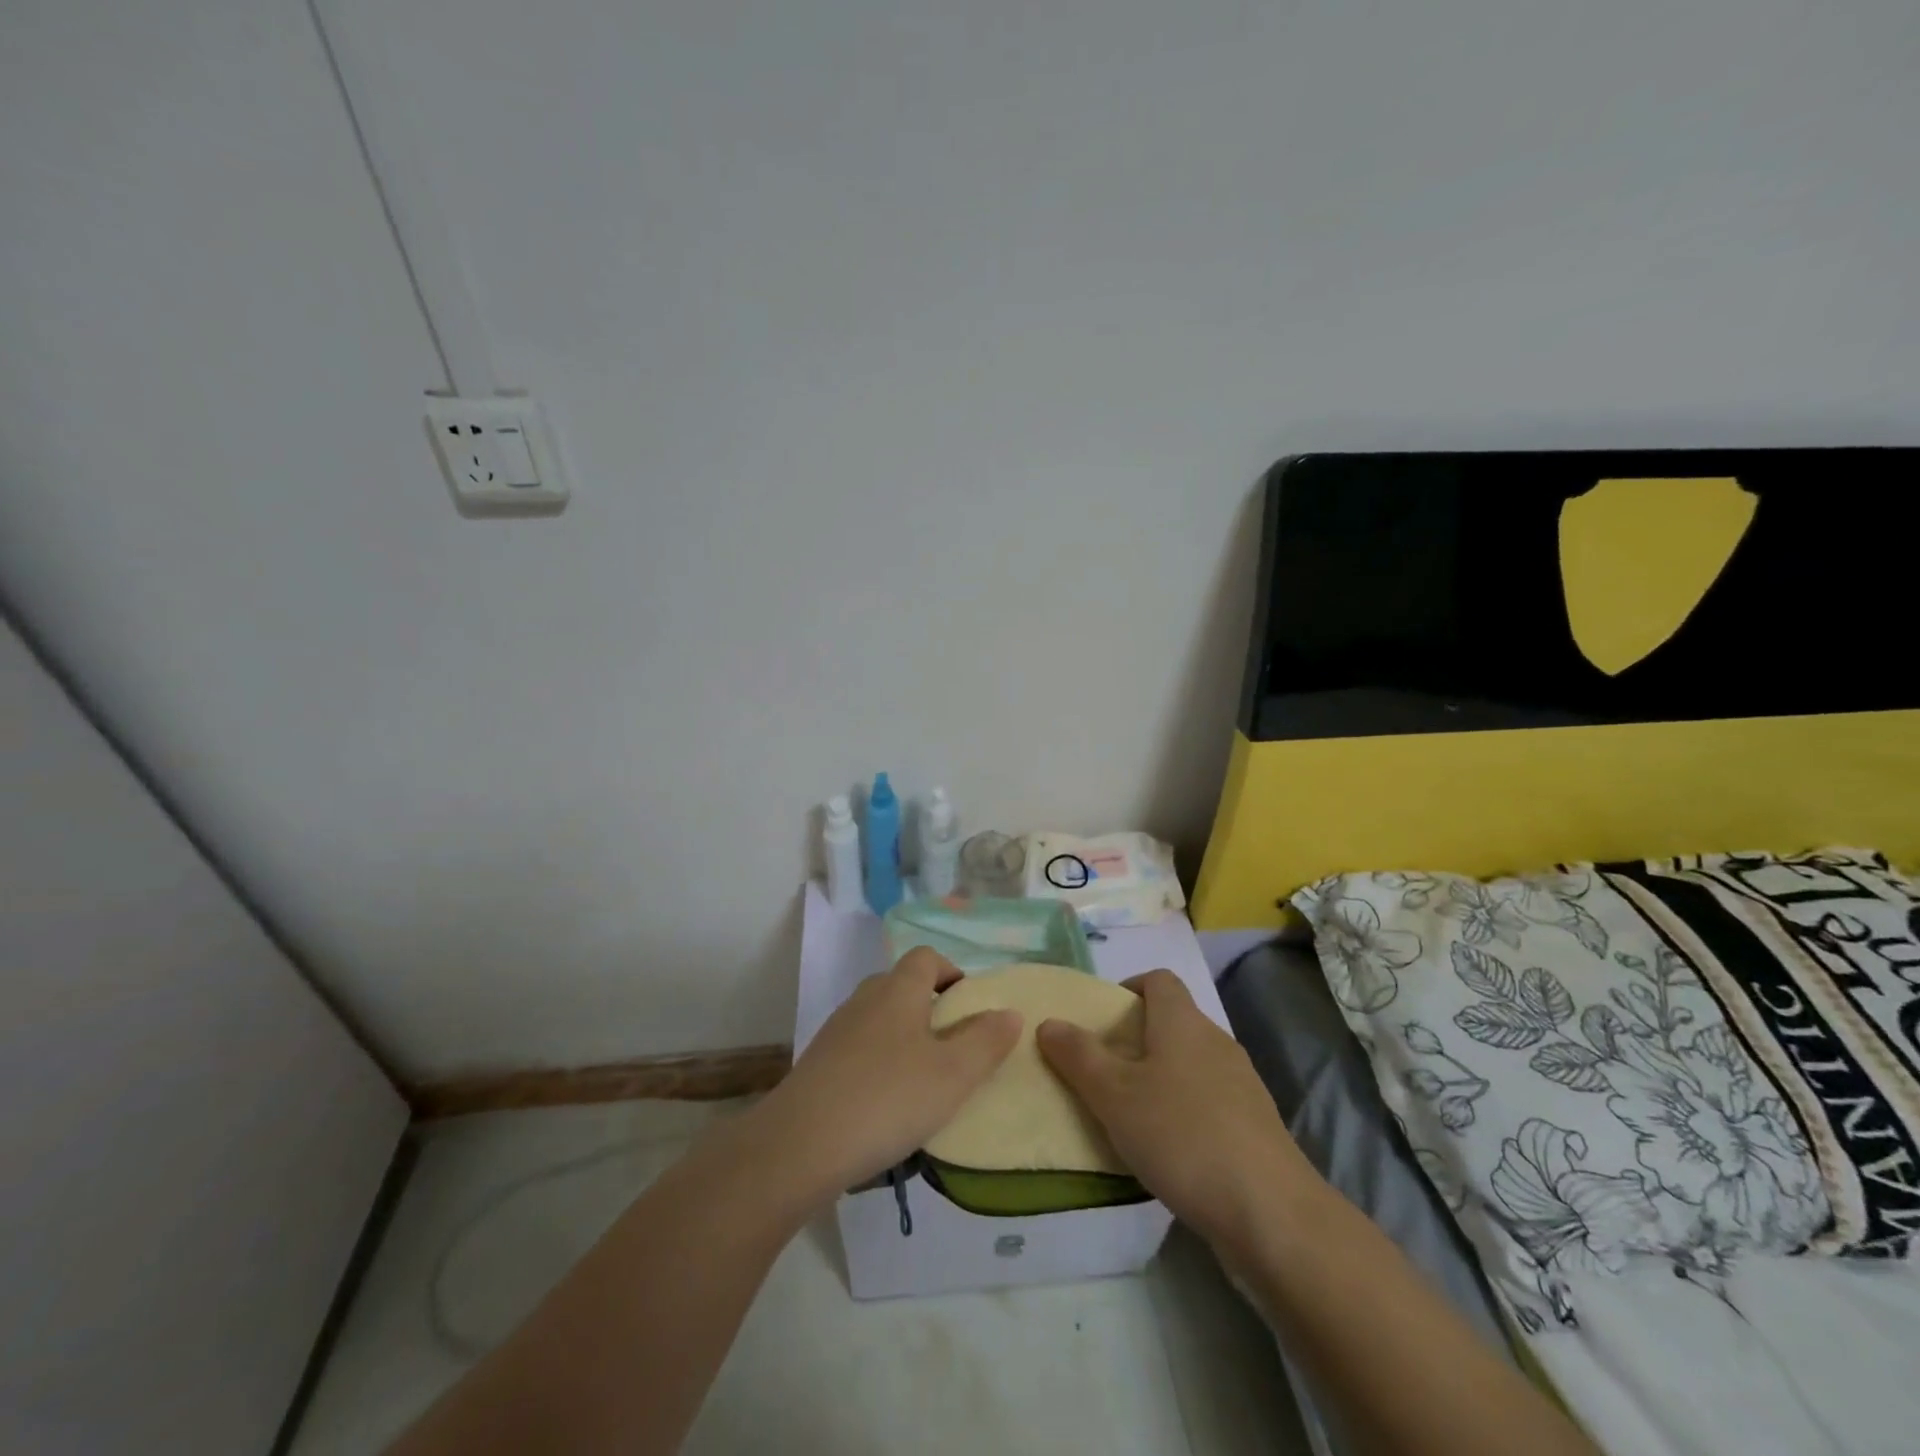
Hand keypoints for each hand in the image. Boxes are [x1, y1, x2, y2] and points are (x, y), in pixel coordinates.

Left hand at [758, 948, 1021, 1200]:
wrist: (800, 1145)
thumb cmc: (888, 1099)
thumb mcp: (953, 1074)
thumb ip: (986, 1041)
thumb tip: (1009, 1012)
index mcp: (898, 989)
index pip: (927, 957)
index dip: (951, 972)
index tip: (970, 1007)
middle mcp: (865, 999)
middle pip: (902, 986)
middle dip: (931, 1008)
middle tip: (954, 1048)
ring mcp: (837, 1031)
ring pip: (880, 1020)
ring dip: (905, 1039)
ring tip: (925, 1082)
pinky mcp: (819, 1064)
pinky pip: (860, 1050)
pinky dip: (879, 1065)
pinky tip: (888, 1106)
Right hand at [1037, 969, 1322, 1252]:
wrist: (1271, 1213)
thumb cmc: (1182, 1135)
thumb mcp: (1114, 1095)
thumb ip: (1078, 1056)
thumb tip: (1050, 1023)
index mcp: (1183, 1022)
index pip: (1158, 980)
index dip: (1128, 989)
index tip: (1100, 1021)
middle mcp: (1216, 1041)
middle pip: (1172, 1021)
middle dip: (1135, 1039)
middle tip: (1102, 1071)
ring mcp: (1241, 1084)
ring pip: (1190, 1063)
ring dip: (1159, 1077)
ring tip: (1128, 1114)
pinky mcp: (1254, 1125)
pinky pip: (1208, 1100)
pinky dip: (1184, 1110)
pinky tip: (1167, 1149)